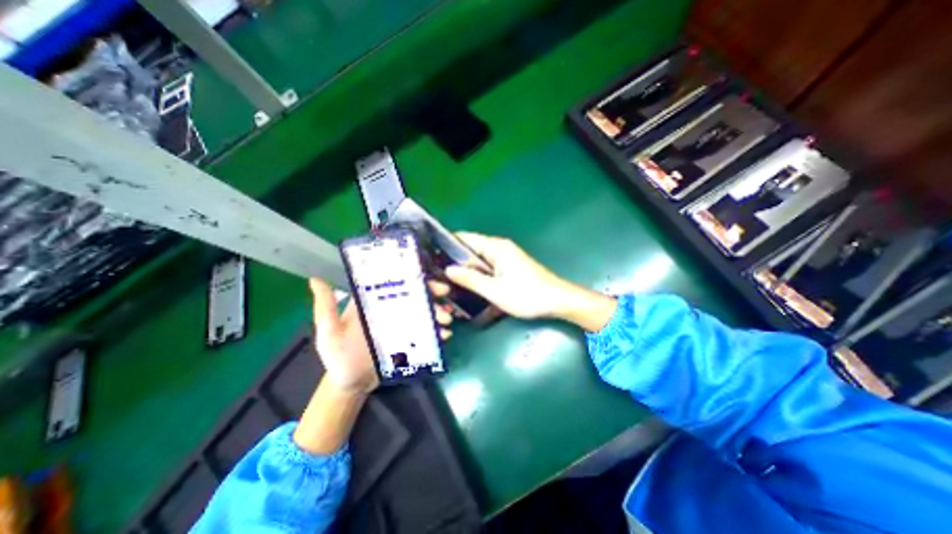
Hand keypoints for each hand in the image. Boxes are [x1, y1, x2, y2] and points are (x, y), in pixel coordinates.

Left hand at [306, 278, 451, 394]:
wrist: (352, 384)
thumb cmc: (338, 357)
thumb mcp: (329, 333)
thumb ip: (325, 309)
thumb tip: (315, 279)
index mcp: (374, 302)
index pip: (394, 283)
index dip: (410, 277)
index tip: (424, 276)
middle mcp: (391, 309)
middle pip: (415, 295)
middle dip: (431, 292)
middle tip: (444, 295)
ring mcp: (403, 325)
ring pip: (424, 313)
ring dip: (438, 312)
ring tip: (446, 320)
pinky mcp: (410, 340)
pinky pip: (426, 333)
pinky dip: (437, 332)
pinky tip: (445, 335)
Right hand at [447, 232, 618, 330]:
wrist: (558, 301)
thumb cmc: (527, 295)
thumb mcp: (495, 291)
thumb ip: (471, 279)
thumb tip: (448, 269)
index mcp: (496, 247)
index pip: (466, 238)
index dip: (448, 245)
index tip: (432, 257)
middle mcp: (500, 248)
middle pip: (471, 250)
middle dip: (456, 261)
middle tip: (440, 276)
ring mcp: (506, 258)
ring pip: (480, 260)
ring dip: (468, 271)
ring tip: (451, 283)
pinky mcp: (510, 267)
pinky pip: (488, 268)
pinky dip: (479, 275)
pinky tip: (471, 287)